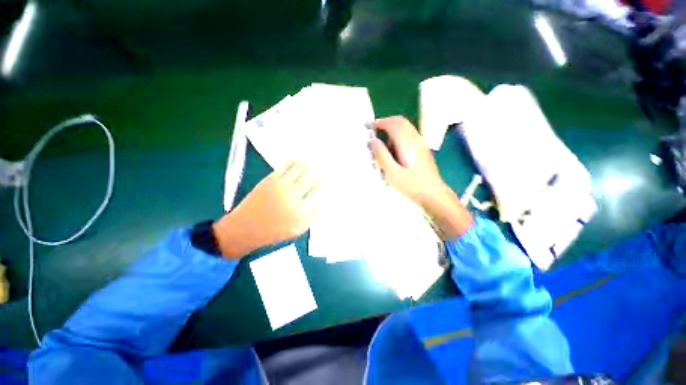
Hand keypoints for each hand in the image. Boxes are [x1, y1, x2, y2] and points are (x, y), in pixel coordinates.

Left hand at [213, 161, 319, 257]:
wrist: (244, 228)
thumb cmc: (273, 231)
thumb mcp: (297, 230)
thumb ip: (311, 216)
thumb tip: (321, 201)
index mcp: (300, 210)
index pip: (317, 193)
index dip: (325, 185)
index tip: (330, 181)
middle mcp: (292, 196)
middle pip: (311, 179)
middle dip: (320, 172)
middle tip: (326, 167)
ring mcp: (281, 186)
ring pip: (299, 170)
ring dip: (309, 164)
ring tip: (316, 160)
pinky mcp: (270, 180)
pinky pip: (285, 166)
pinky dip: (295, 161)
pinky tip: (300, 159)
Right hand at [370, 116, 472, 238]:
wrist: (434, 195)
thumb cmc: (412, 186)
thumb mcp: (391, 173)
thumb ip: (382, 155)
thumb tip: (373, 140)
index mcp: (408, 143)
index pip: (394, 123)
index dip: (381, 122)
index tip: (370, 127)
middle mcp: (416, 139)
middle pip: (401, 122)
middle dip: (387, 123)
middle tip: (375, 132)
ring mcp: (421, 144)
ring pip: (406, 128)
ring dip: (393, 129)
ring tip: (382, 141)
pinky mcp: (423, 150)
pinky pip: (410, 135)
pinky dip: (399, 135)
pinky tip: (394, 149)